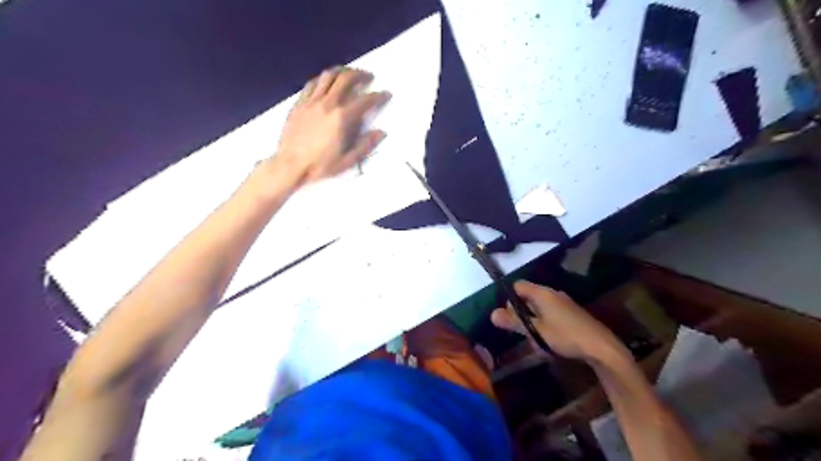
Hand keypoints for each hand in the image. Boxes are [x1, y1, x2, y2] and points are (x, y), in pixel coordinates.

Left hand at [265, 65, 388, 186]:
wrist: (290, 166)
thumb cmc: (320, 166)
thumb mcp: (347, 161)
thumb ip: (365, 145)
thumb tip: (381, 132)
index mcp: (342, 118)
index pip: (365, 101)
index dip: (378, 96)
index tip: (386, 94)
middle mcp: (328, 104)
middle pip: (346, 79)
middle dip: (360, 75)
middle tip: (368, 77)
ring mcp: (311, 101)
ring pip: (328, 76)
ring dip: (341, 71)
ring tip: (348, 72)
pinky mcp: (299, 103)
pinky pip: (312, 84)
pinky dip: (323, 79)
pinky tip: (326, 81)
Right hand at [486, 282, 629, 363]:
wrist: (602, 347)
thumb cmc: (565, 336)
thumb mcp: (536, 331)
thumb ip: (514, 321)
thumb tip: (492, 314)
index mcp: (542, 293)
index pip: (518, 286)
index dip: (509, 299)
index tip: (509, 317)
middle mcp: (552, 293)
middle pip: (528, 296)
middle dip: (521, 313)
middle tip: (522, 331)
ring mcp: (564, 303)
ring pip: (539, 307)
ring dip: (533, 320)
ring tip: (536, 340)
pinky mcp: (572, 313)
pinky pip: (551, 313)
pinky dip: (545, 323)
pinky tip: (550, 340)